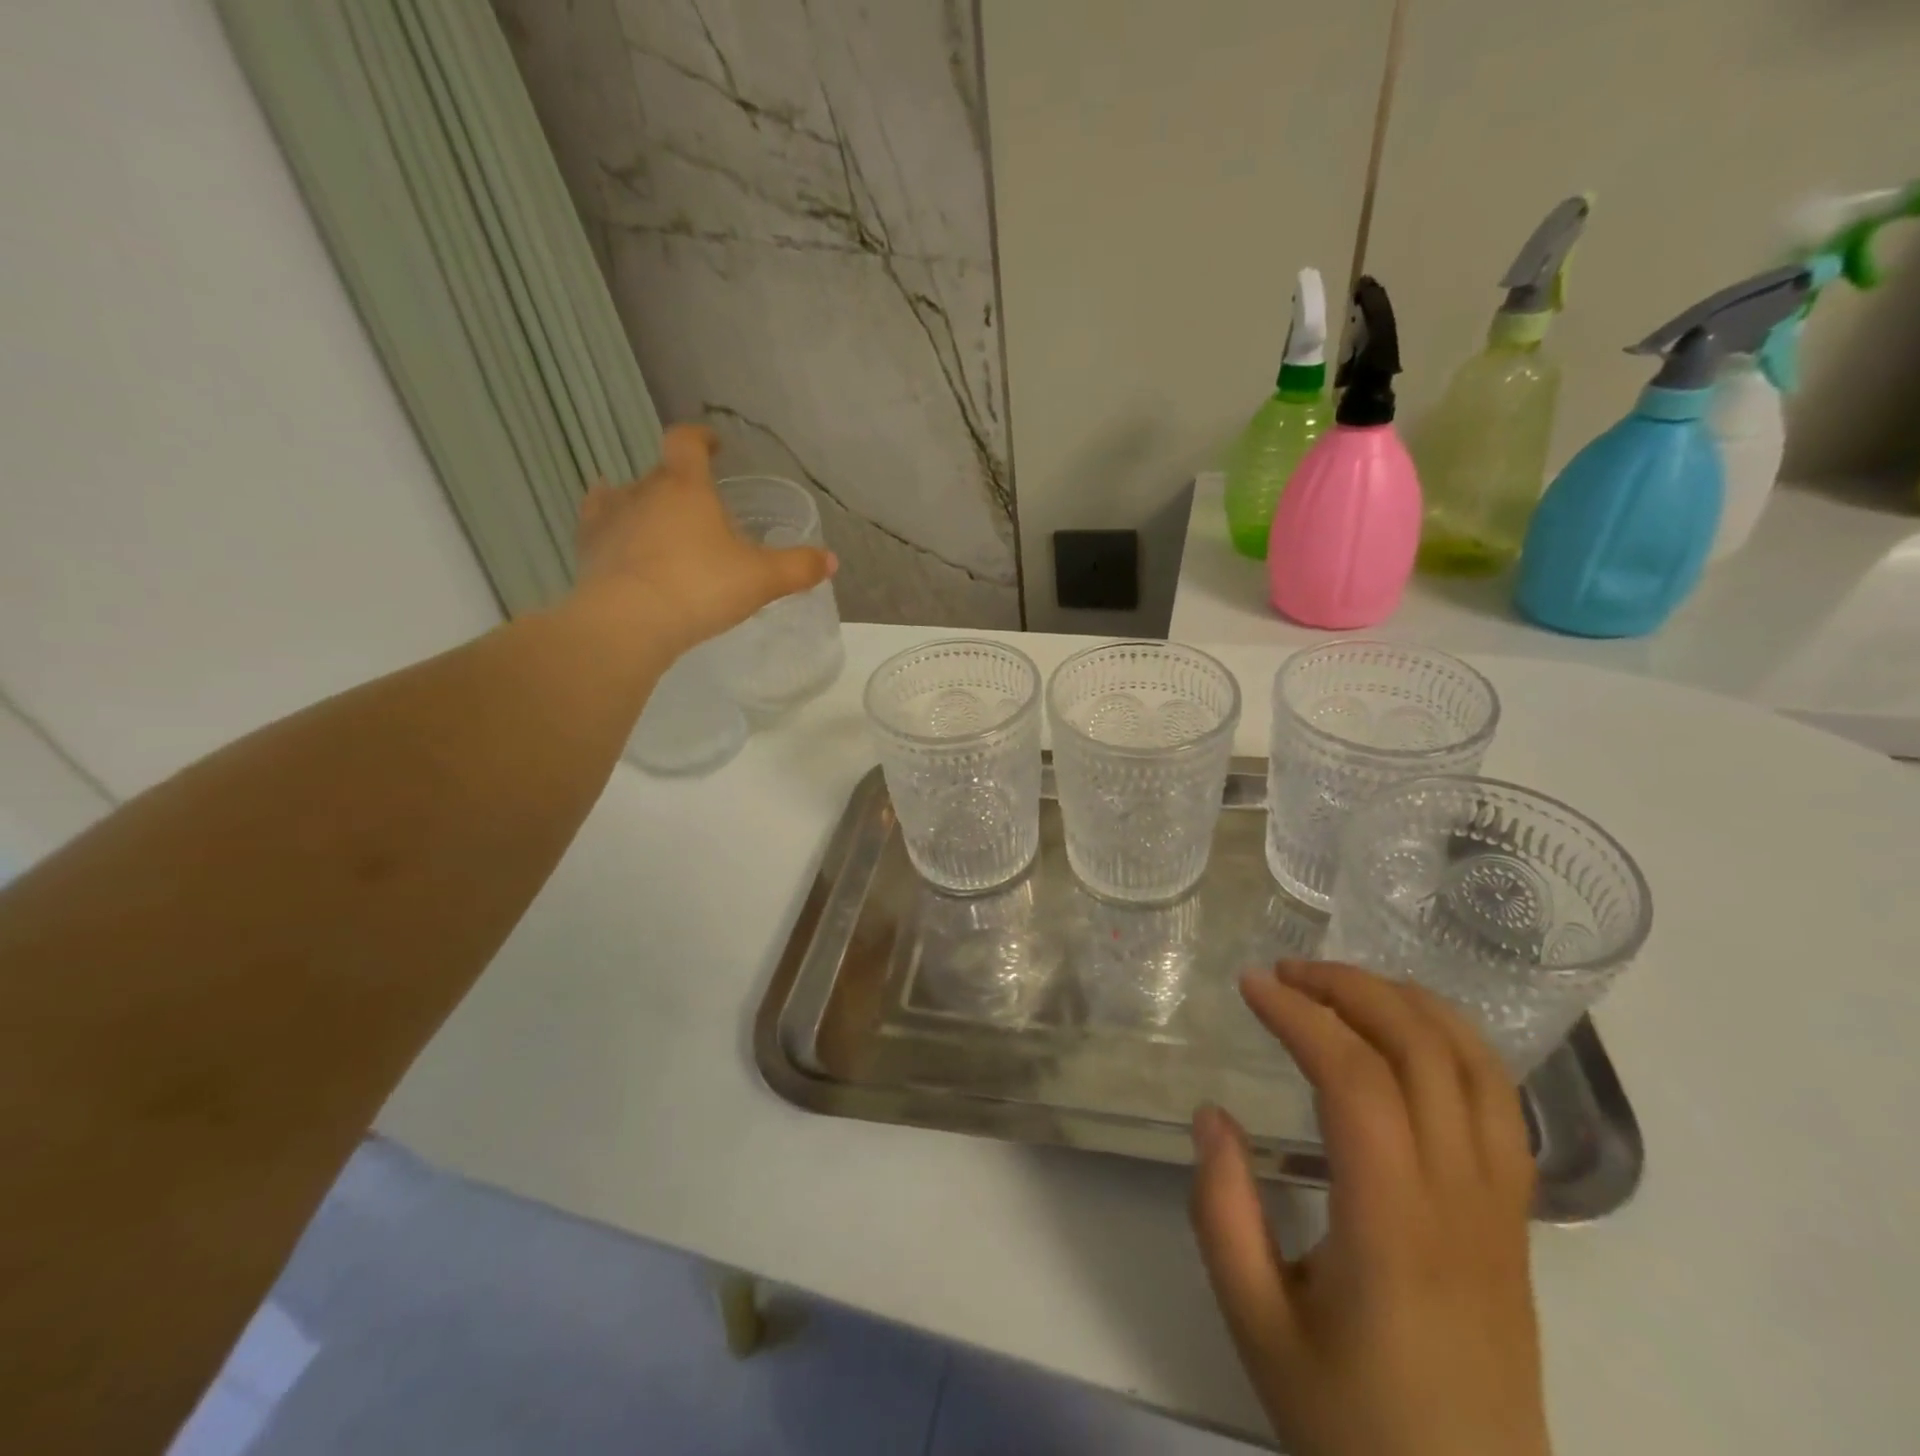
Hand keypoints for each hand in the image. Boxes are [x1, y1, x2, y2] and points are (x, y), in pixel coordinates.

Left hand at [574, 424, 835, 656]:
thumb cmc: (701, 587)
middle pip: (661, 473)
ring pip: (624, 495)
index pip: (687, 442)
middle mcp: (643, 490)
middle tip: (701, 512)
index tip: (713, 445)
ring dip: (642, 505)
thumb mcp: (761, 580)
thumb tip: (830, 560)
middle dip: (681, 485)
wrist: (629, 622)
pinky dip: (610, 528)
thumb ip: (797, 567)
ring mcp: (609, 517)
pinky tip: (619, 541)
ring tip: (657, 524)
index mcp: (686, 486)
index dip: (701, 438)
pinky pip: (597, 525)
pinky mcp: (587, 548)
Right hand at [1190, 961, 1548, 1455]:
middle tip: (1287, 973)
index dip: (1301, 1016)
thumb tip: (1211, 1115)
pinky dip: (1456, 1043)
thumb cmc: (1352, 1425)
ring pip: (1478, 1067)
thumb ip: (1223, 1212)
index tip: (1251, 985)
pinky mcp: (1516, 1222)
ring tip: (1345, 985)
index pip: (1356, 1080)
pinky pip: (1501, 1104)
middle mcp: (1460, 1200)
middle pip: (1423, 1052)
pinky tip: (1410, 1035)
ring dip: (1410, 1004)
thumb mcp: (1256, 1326)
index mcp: (1393, 1226)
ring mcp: (1502, 1209)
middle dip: (1351, 989)